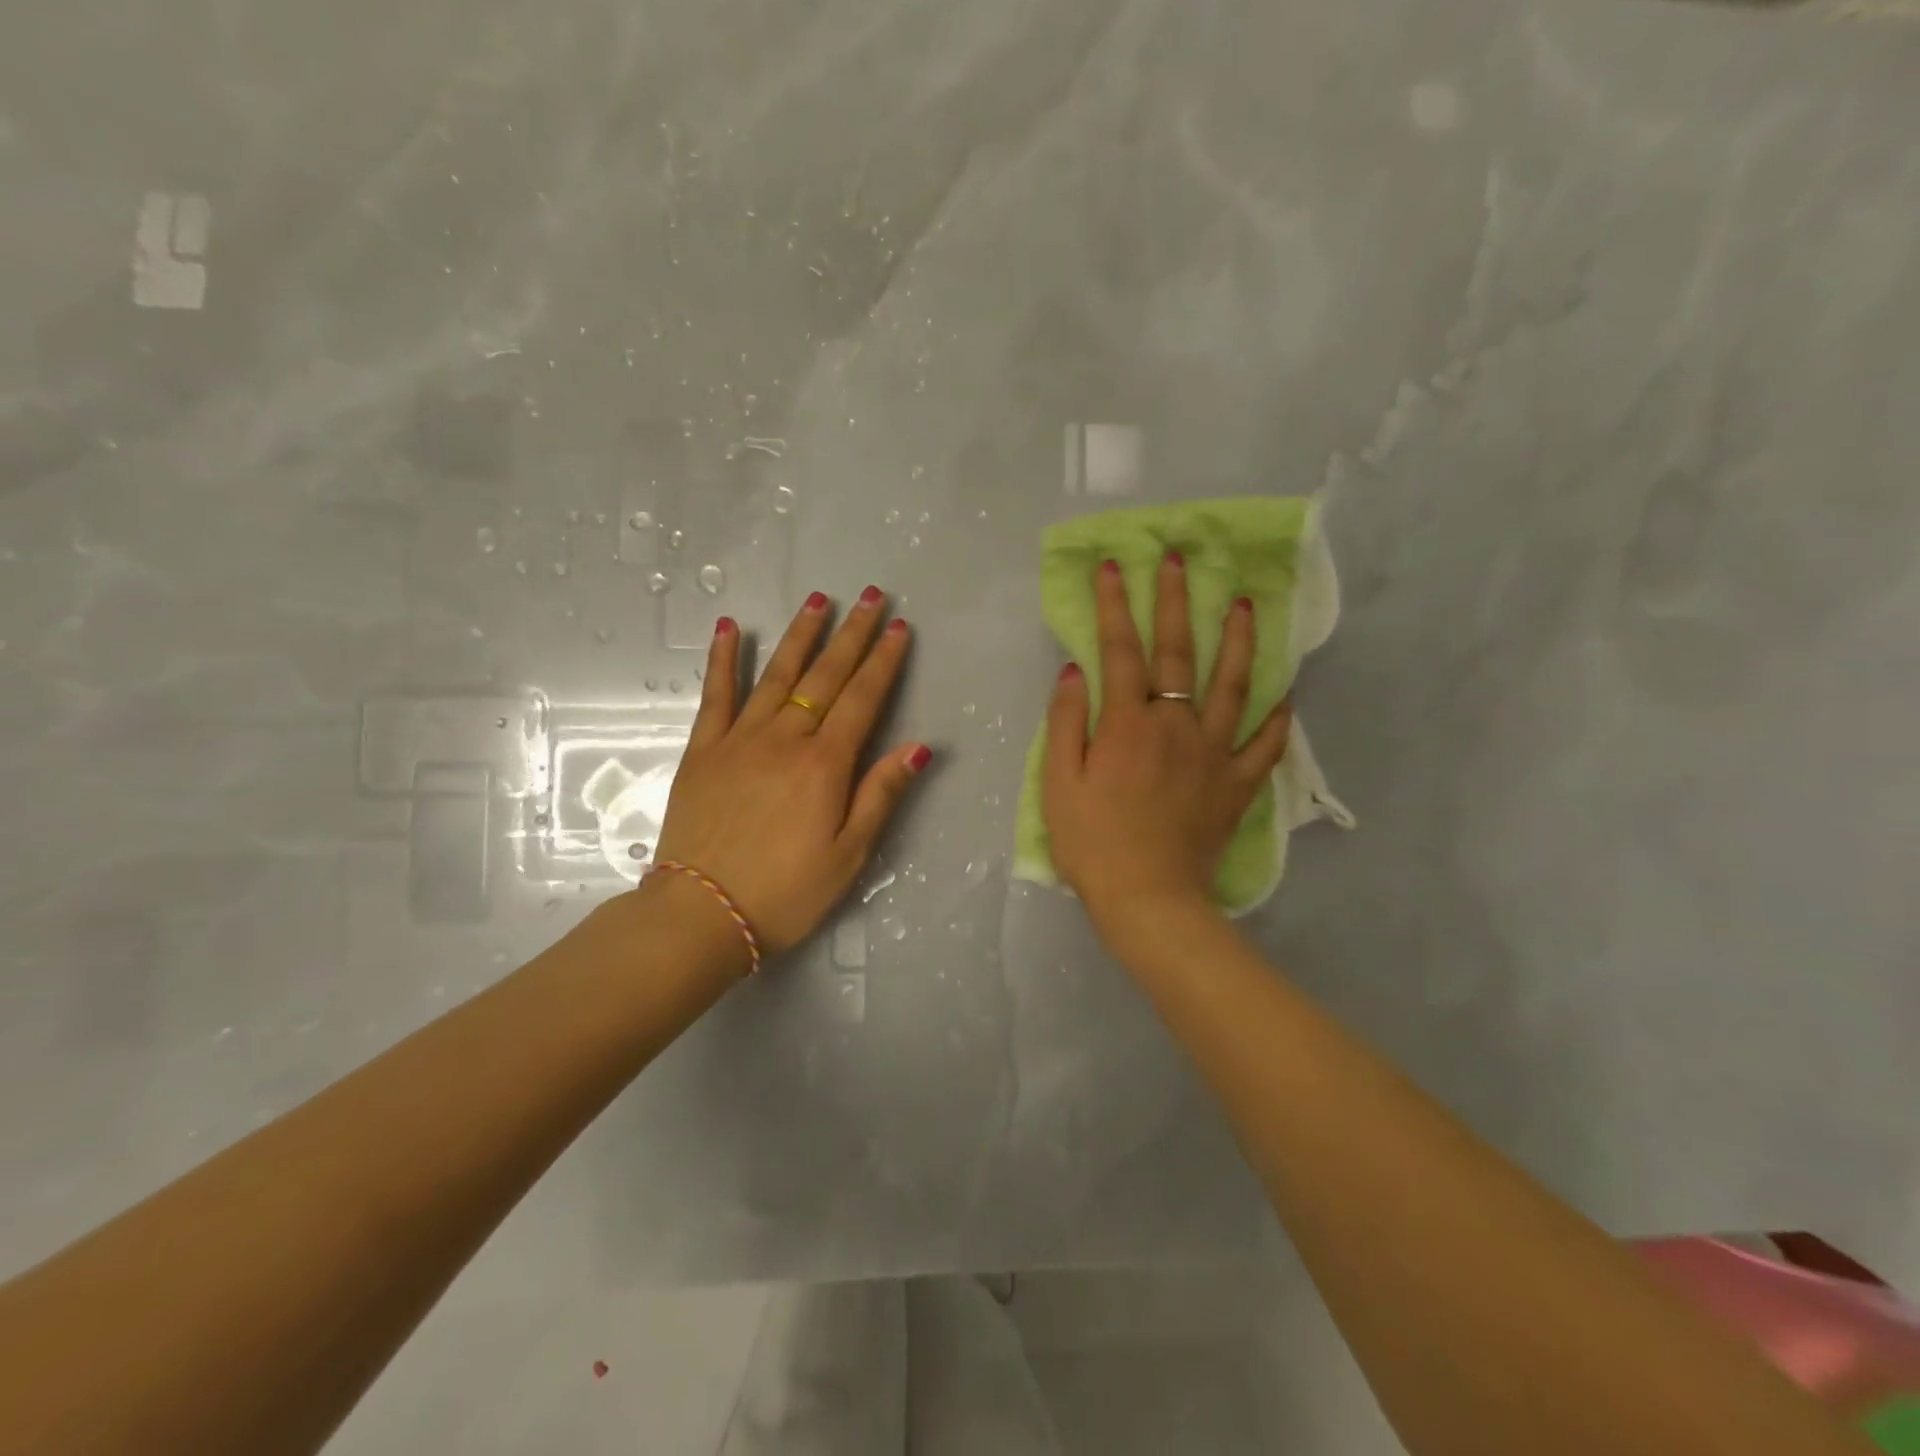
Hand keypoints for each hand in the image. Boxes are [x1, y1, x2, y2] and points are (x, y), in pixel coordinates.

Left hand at [649, 588, 931, 954]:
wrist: (702, 914)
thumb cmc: (786, 892)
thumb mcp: (849, 855)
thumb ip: (881, 795)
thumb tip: (918, 747)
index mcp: (825, 765)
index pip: (863, 699)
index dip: (884, 662)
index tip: (899, 628)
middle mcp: (785, 739)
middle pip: (826, 676)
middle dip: (852, 634)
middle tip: (872, 597)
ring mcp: (740, 739)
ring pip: (777, 675)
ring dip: (801, 634)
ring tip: (819, 599)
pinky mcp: (703, 750)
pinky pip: (716, 695)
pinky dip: (724, 659)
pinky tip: (732, 628)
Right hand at [1042, 554, 1290, 937]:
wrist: (1147, 899)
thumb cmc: (1092, 843)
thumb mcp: (1059, 783)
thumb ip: (1066, 723)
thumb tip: (1075, 671)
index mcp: (1128, 724)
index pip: (1121, 650)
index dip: (1115, 605)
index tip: (1113, 567)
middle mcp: (1176, 725)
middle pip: (1178, 653)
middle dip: (1177, 601)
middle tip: (1181, 560)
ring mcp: (1214, 753)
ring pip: (1233, 686)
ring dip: (1238, 641)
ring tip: (1247, 603)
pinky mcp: (1237, 784)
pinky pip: (1265, 745)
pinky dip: (1277, 718)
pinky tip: (1285, 694)